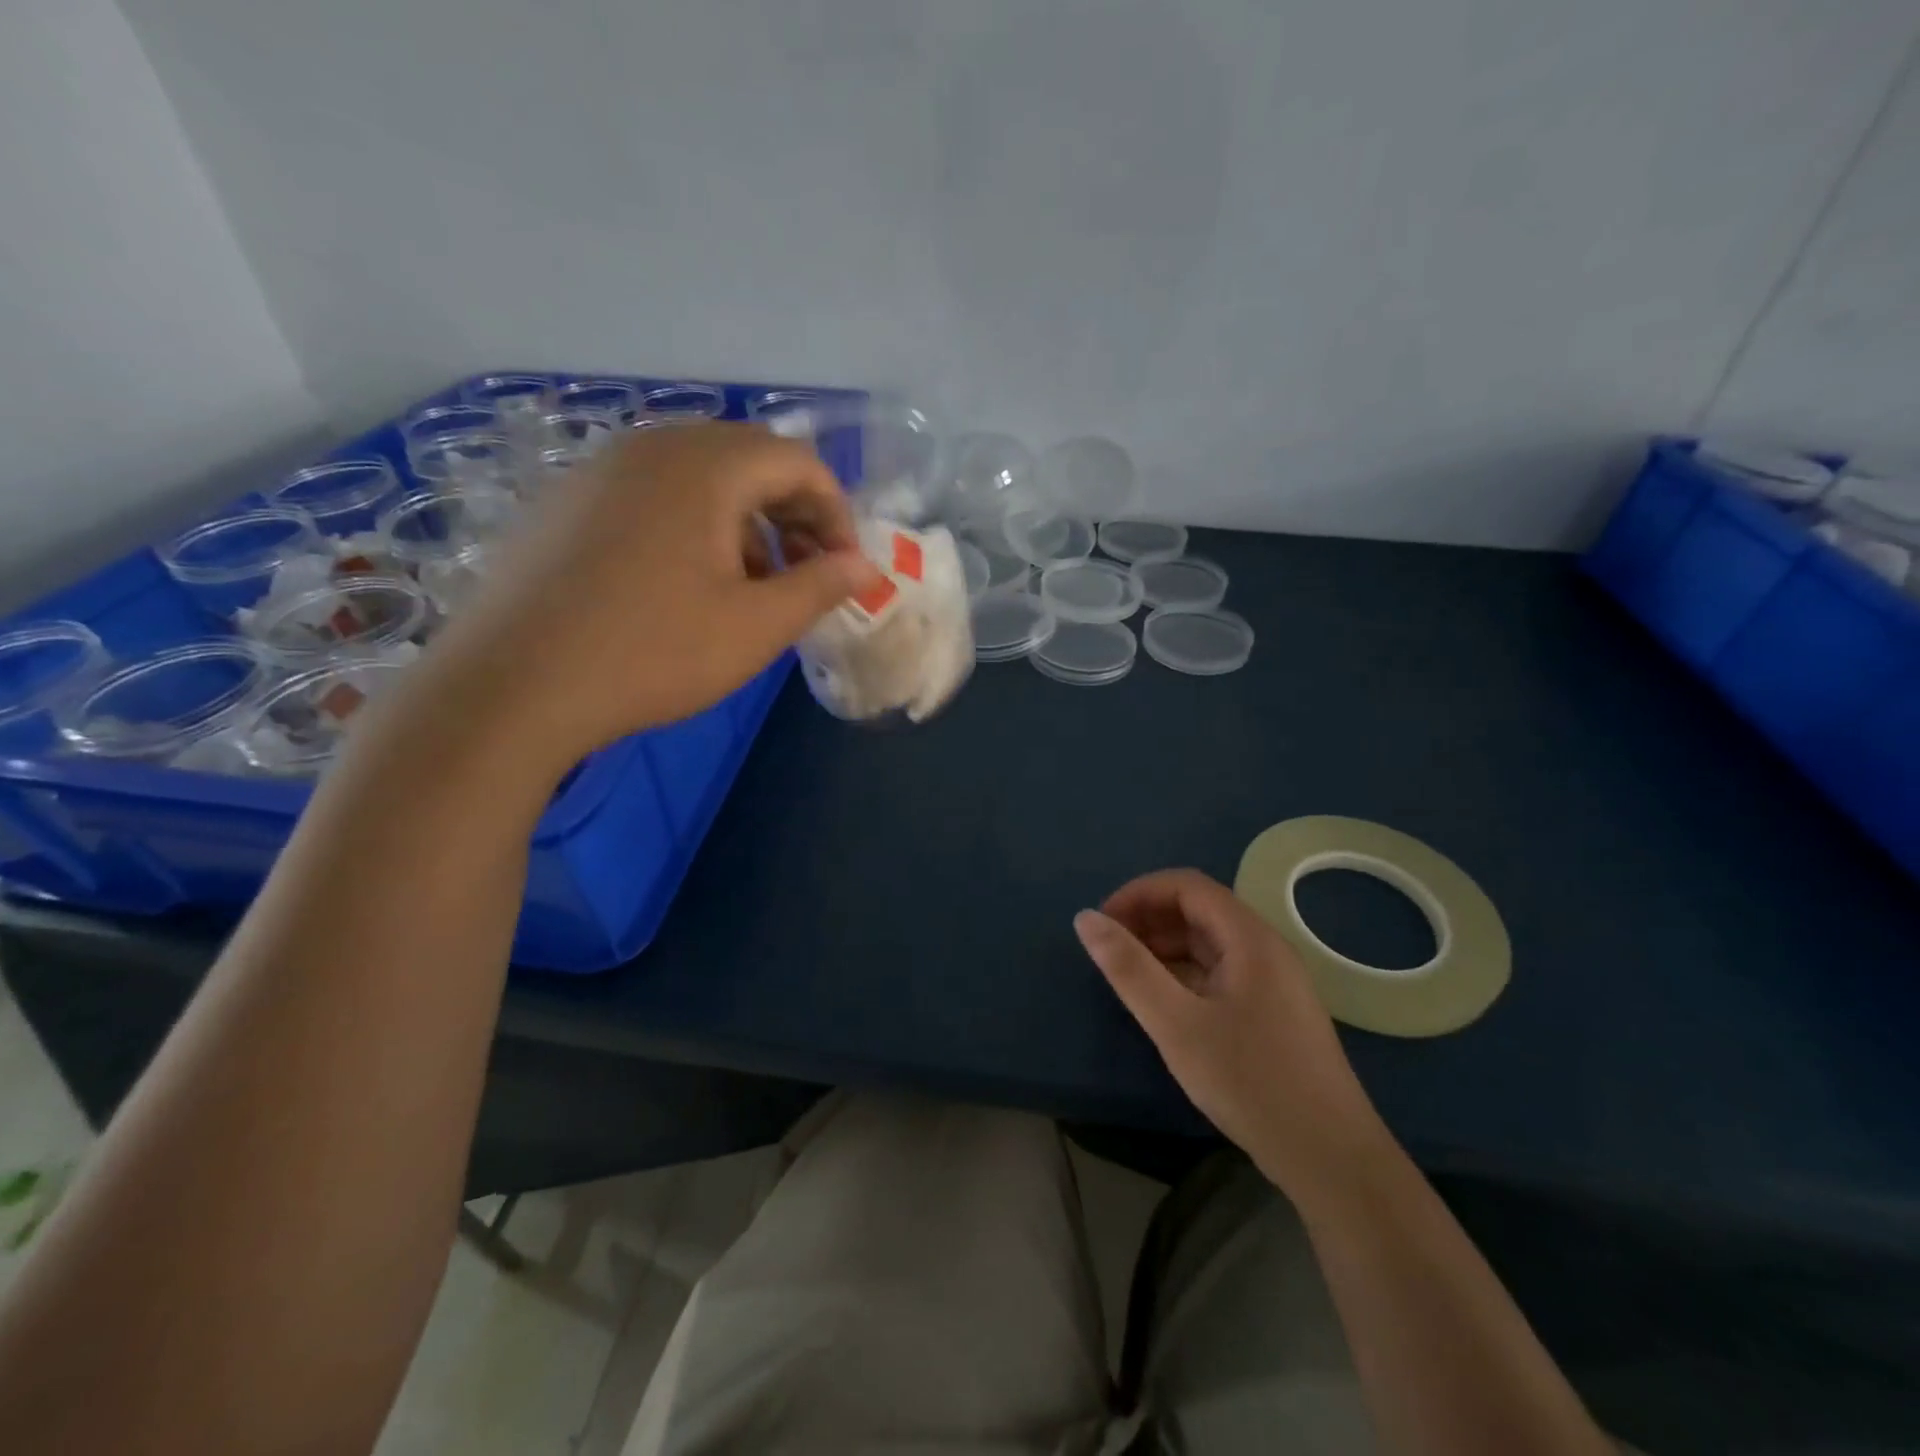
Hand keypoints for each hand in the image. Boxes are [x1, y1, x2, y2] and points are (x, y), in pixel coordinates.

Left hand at [425, 422, 878, 770]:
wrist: (511, 687)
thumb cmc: (651, 653)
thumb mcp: (755, 628)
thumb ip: (820, 587)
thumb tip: (865, 566)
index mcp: (704, 466)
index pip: (797, 461)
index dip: (835, 512)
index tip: (844, 569)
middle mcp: (651, 448)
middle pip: (749, 460)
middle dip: (793, 515)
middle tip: (807, 575)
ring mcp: (601, 470)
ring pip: (701, 477)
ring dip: (746, 523)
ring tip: (753, 586)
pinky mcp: (568, 502)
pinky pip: (654, 494)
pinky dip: (695, 526)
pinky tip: (689, 585)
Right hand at [1075, 870, 1387, 1195]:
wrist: (1332, 1160)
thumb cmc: (1250, 1082)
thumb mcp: (1176, 1025)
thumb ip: (1129, 968)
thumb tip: (1085, 918)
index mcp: (1249, 938)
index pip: (1186, 885)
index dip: (1138, 894)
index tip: (1102, 924)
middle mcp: (1265, 948)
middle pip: (1198, 910)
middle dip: (1148, 920)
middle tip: (1108, 953)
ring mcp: (1273, 982)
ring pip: (1209, 944)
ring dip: (1164, 948)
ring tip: (1127, 977)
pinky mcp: (1272, 1012)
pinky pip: (1220, 973)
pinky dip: (1184, 975)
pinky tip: (1163, 1004)